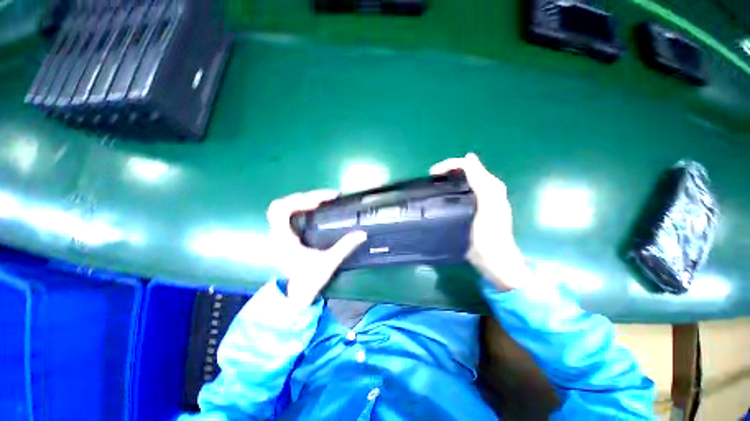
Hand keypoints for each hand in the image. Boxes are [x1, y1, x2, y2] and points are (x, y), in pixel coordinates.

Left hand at [267, 190, 367, 305]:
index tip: (320, 201)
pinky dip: (297, 209)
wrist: (294, 296)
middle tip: (321, 198)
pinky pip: (284, 216)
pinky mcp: (282, 237)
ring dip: (297, 201)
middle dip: (299, 198)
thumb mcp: (328, 263)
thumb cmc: (308, 280)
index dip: (300, 201)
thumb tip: (362, 234)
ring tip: (317, 200)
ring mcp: (277, 235)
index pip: (282, 211)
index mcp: (284, 239)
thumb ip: (345, 247)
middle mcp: (277, 234)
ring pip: (279, 210)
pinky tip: (311, 211)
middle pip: (278, 206)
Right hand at [430, 153, 529, 290]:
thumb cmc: (490, 233)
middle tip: (431, 180)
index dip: (450, 165)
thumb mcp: (488, 205)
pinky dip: (448, 192)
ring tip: (432, 188)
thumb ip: (481, 181)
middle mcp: (484, 190)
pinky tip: (440, 198)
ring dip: (446, 181)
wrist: (492, 259)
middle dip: (446, 172)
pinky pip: (458, 195)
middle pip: (464, 173)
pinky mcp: (470, 211)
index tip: (432, 174)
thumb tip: (469, 157)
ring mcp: (477, 201)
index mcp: (490, 186)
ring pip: (460, 183)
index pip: (468, 166)